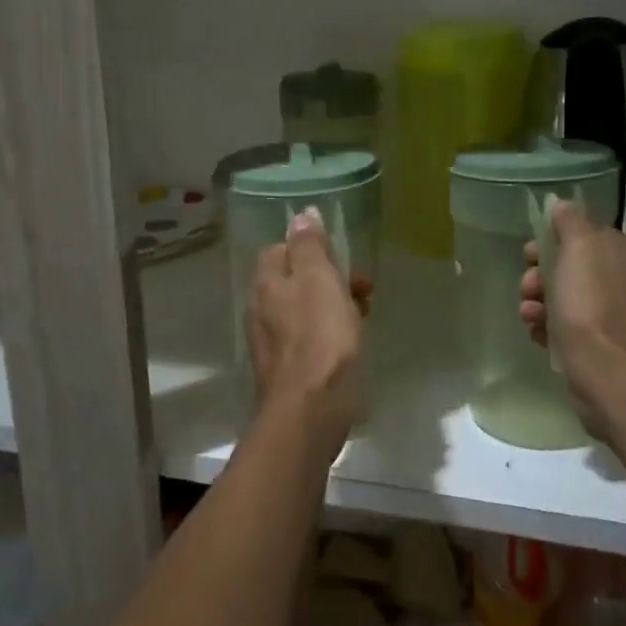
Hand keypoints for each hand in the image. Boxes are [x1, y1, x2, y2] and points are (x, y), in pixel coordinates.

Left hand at [245, 208, 370, 453]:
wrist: (311, 410)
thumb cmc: (320, 338)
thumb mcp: (319, 280)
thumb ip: (309, 246)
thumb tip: (301, 215)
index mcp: (266, 283)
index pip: (281, 249)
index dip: (312, 248)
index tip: (341, 256)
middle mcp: (261, 308)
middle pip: (294, 279)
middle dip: (329, 277)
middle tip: (362, 285)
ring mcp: (272, 342)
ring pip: (304, 309)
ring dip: (333, 304)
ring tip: (364, 312)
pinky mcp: (286, 369)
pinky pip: (309, 337)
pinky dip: (329, 332)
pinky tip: (350, 343)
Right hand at [520, 201, 625, 436]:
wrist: (606, 369)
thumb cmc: (591, 301)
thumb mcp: (579, 246)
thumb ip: (570, 220)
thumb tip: (561, 205)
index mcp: (625, 252)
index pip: (584, 234)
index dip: (552, 241)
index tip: (531, 254)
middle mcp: (624, 280)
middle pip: (570, 266)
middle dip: (540, 275)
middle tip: (528, 287)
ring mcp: (612, 314)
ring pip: (563, 297)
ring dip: (538, 302)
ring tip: (529, 315)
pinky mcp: (600, 344)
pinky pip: (565, 326)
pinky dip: (547, 327)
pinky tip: (538, 334)